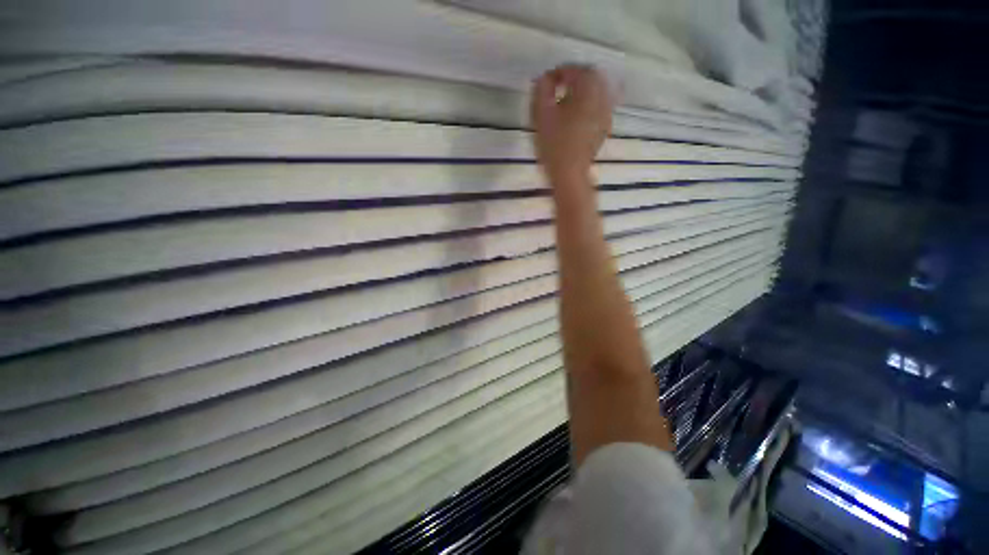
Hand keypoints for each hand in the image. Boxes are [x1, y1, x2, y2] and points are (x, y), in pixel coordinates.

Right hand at [530, 65, 613, 182]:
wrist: (569, 174)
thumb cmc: (554, 146)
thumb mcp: (542, 116)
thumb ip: (542, 91)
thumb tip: (544, 78)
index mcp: (586, 92)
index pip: (575, 70)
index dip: (560, 71)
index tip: (547, 80)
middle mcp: (601, 98)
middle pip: (591, 77)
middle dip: (574, 77)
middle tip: (557, 86)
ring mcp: (606, 114)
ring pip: (598, 90)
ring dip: (583, 89)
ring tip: (566, 99)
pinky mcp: (604, 127)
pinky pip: (600, 105)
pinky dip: (589, 102)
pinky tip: (577, 114)